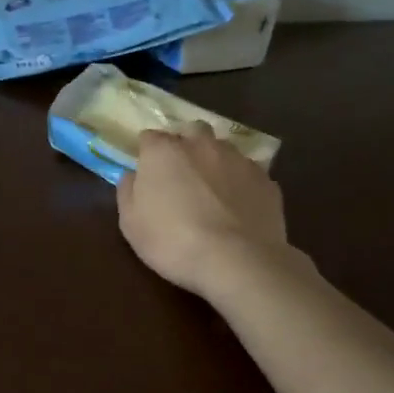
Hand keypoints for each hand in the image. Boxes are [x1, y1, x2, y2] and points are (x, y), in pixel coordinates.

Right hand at [116, 126, 298, 302]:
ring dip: (214, 161)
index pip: (150, 137)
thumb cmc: (172, 242)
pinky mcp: (266, 179)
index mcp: (164, 151)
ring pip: (223, 148)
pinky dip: (240, 183)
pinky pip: (248, 173)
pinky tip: (238, 207)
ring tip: (213, 190)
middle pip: (192, 131)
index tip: (147, 173)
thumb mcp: (131, 224)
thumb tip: (132, 175)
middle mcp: (201, 145)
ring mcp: (238, 159)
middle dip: (185, 144)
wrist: (237, 261)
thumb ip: (127, 192)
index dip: (147, 153)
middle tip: (181, 174)